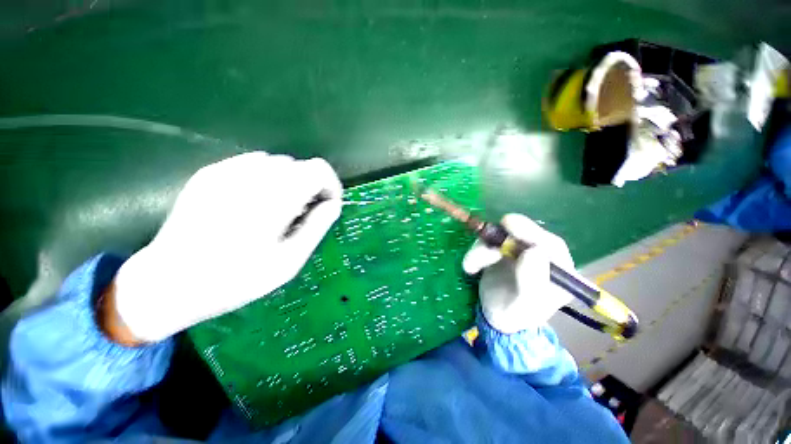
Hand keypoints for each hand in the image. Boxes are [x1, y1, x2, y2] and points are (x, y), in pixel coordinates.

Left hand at [109, 152, 342, 342]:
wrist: (167, 283)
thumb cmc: (235, 280)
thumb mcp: (289, 262)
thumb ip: (316, 227)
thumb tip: (333, 204)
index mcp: (274, 199)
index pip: (318, 170)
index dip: (330, 186)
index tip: (327, 205)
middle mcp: (251, 176)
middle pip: (300, 166)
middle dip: (309, 188)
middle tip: (300, 216)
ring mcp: (226, 171)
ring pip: (278, 163)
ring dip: (288, 184)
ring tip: (277, 212)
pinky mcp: (210, 173)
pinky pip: (253, 165)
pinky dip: (266, 180)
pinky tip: (254, 205)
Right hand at [462, 214, 573, 333]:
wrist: (494, 317)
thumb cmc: (514, 316)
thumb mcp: (524, 307)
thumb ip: (532, 283)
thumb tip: (534, 251)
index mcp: (559, 272)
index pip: (552, 246)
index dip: (532, 233)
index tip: (510, 225)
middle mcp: (541, 257)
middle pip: (525, 234)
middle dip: (503, 237)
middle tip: (489, 236)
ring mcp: (519, 251)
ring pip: (501, 237)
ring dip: (482, 249)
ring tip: (472, 266)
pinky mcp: (501, 249)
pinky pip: (487, 243)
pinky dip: (475, 252)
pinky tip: (471, 268)